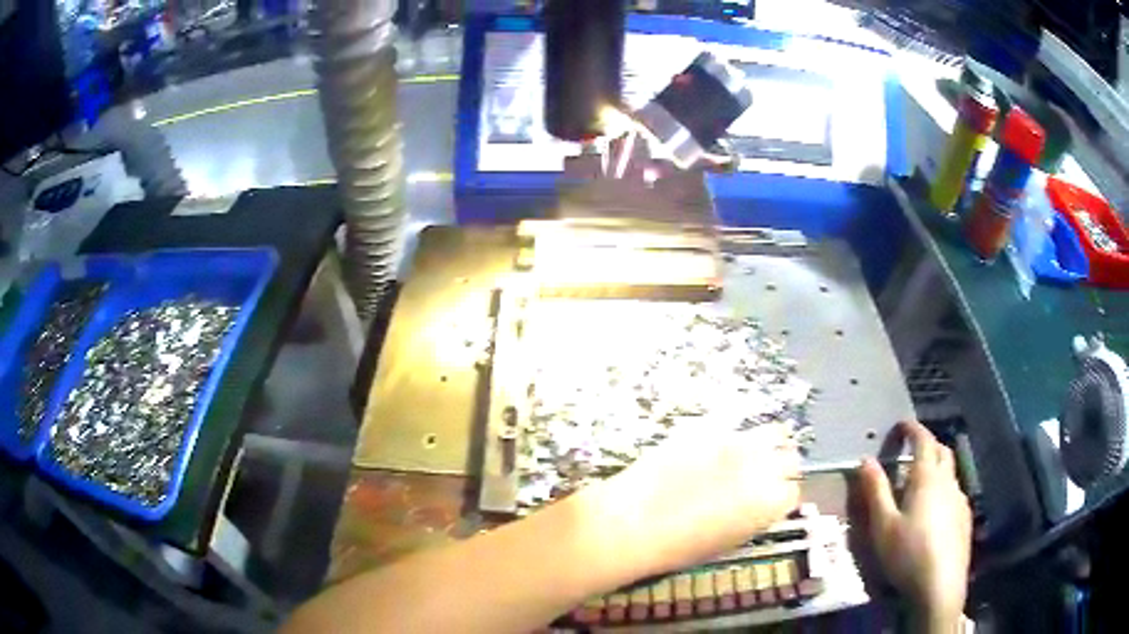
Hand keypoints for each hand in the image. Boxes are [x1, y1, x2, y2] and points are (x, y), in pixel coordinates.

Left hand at [588, 424, 799, 576]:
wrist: (635, 522)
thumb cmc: (680, 546)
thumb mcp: (729, 540)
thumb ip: (754, 516)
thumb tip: (759, 503)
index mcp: (771, 502)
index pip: (793, 491)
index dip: (779, 496)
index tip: (768, 499)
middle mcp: (764, 466)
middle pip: (791, 457)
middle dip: (780, 466)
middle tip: (760, 475)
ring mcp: (738, 442)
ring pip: (772, 431)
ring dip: (766, 443)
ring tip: (746, 455)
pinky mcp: (711, 426)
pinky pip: (732, 427)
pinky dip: (729, 438)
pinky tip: (710, 451)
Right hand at [858, 422, 971, 632]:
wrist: (940, 586)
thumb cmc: (907, 554)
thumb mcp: (883, 525)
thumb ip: (875, 491)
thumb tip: (866, 459)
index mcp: (927, 478)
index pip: (923, 440)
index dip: (913, 428)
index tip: (901, 425)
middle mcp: (948, 481)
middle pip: (941, 450)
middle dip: (927, 443)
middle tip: (910, 450)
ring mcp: (960, 499)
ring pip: (950, 471)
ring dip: (937, 466)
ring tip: (920, 480)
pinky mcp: (965, 517)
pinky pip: (955, 491)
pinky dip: (943, 487)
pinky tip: (934, 509)